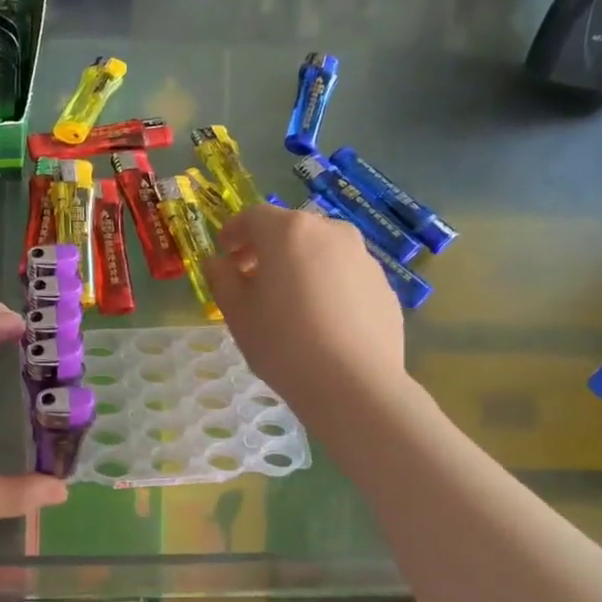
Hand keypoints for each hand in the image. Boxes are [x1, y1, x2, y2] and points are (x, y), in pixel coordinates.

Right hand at [204, 204, 409, 412]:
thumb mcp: (237, 313)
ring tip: (289, 302)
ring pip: (322, 251)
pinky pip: (345, 276)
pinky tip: (321, 321)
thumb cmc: (283, 343)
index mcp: (289, 232)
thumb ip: (222, 279)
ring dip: (300, 265)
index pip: (253, 217)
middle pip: (291, 230)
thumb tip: (217, 263)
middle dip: (267, 248)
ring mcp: (363, 258)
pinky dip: (328, 286)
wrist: (354, 384)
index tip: (224, 253)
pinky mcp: (384, 286)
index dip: (234, 232)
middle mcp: (331, 232)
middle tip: (252, 278)